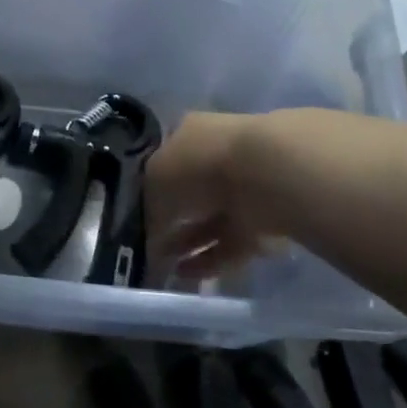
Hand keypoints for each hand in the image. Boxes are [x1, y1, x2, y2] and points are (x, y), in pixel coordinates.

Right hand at [147, 112, 289, 285]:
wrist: (267, 174)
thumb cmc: (200, 162)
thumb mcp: (155, 178)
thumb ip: (149, 203)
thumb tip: (150, 225)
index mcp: (190, 133)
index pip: (166, 160)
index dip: (151, 188)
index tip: (139, 214)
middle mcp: (218, 155)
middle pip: (191, 192)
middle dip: (171, 220)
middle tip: (150, 245)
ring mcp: (246, 187)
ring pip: (211, 219)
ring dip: (188, 242)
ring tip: (165, 267)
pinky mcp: (267, 219)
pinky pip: (232, 241)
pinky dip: (211, 258)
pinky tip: (188, 274)